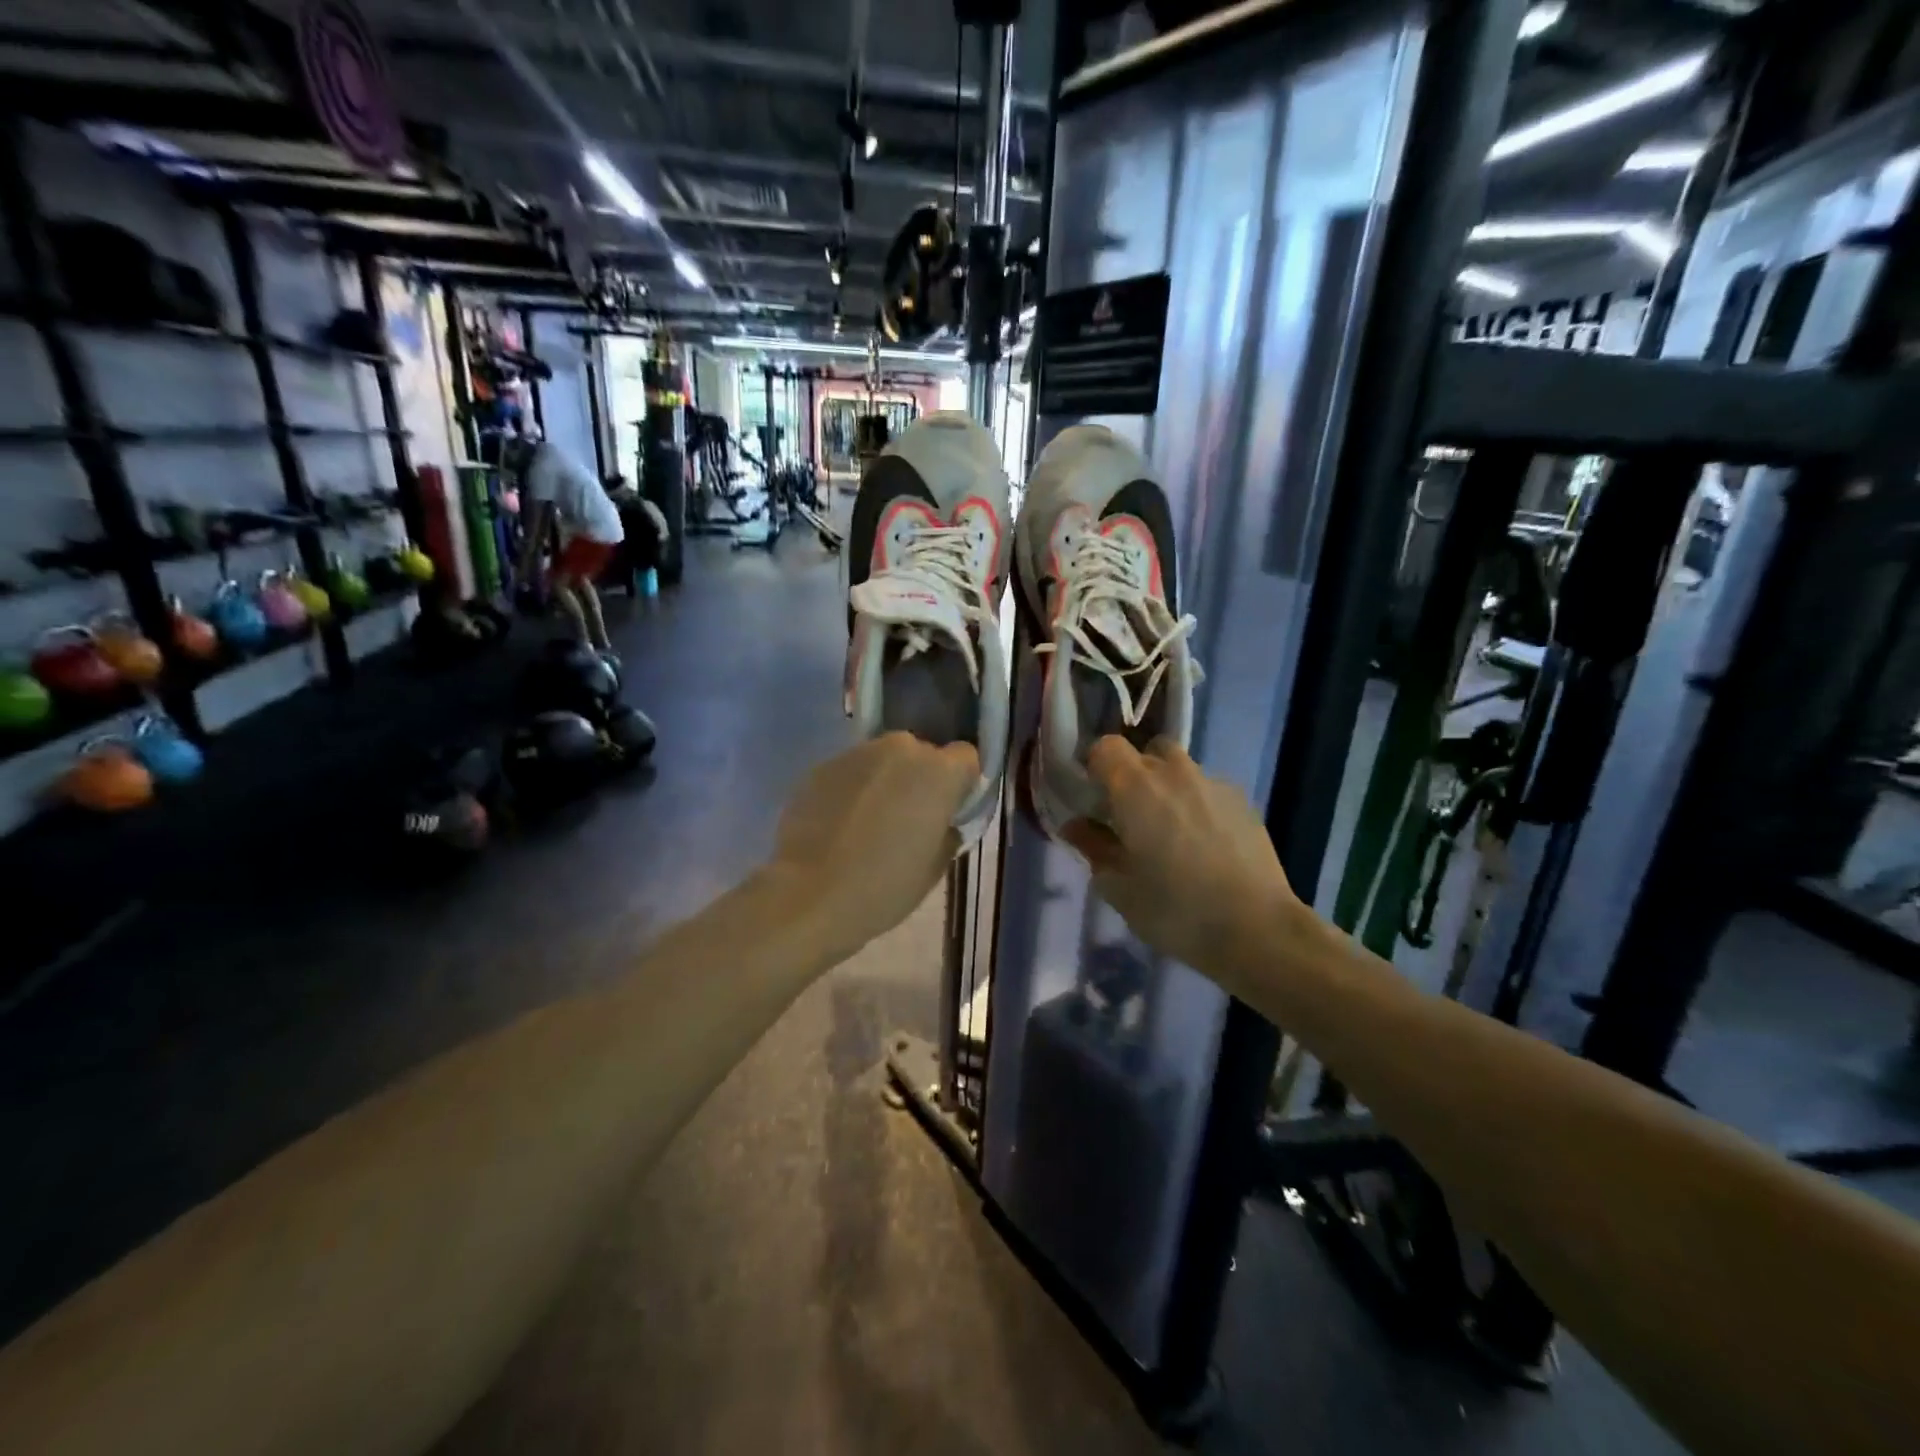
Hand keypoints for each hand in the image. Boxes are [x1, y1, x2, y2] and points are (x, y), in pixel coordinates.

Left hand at [768, 733, 977, 955]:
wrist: (809, 895)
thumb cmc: (885, 886)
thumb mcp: (936, 866)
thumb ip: (946, 829)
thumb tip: (940, 820)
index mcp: (938, 771)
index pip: (966, 757)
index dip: (960, 784)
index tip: (948, 811)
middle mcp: (900, 749)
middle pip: (921, 755)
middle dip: (919, 779)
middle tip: (908, 819)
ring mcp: (856, 754)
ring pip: (883, 761)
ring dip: (883, 783)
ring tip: (868, 825)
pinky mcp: (821, 767)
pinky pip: (850, 773)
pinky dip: (851, 791)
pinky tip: (839, 827)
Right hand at [1063, 737, 1300, 976]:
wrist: (1257, 929)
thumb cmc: (1174, 909)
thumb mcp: (1118, 887)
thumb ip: (1092, 847)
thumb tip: (1075, 825)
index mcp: (1135, 787)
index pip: (1106, 747)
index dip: (1096, 767)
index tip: (1094, 798)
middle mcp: (1174, 772)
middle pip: (1145, 753)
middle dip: (1133, 776)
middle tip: (1131, 817)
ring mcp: (1213, 783)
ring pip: (1180, 769)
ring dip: (1167, 788)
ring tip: (1171, 831)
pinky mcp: (1243, 800)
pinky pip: (1207, 789)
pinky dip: (1197, 805)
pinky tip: (1205, 845)